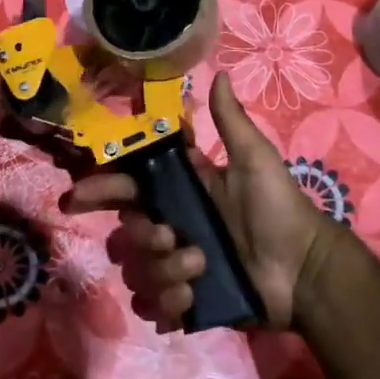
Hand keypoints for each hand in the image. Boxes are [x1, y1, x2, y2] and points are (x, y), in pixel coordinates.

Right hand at [61, 72, 336, 330]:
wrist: (303, 270)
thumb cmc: (278, 209)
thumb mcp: (254, 160)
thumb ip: (230, 120)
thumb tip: (219, 72)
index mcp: (180, 191)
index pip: (127, 186)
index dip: (100, 188)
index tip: (76, 196)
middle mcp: (170, 226)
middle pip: (126, 231)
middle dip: (141, 235)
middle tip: (169, 237)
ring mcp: (175, 266)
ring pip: (137, 270)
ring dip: (163, 271)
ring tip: (199, 269)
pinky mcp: (185, 301)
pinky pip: (153, 306)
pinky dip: (168, 304)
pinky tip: (191, 300)